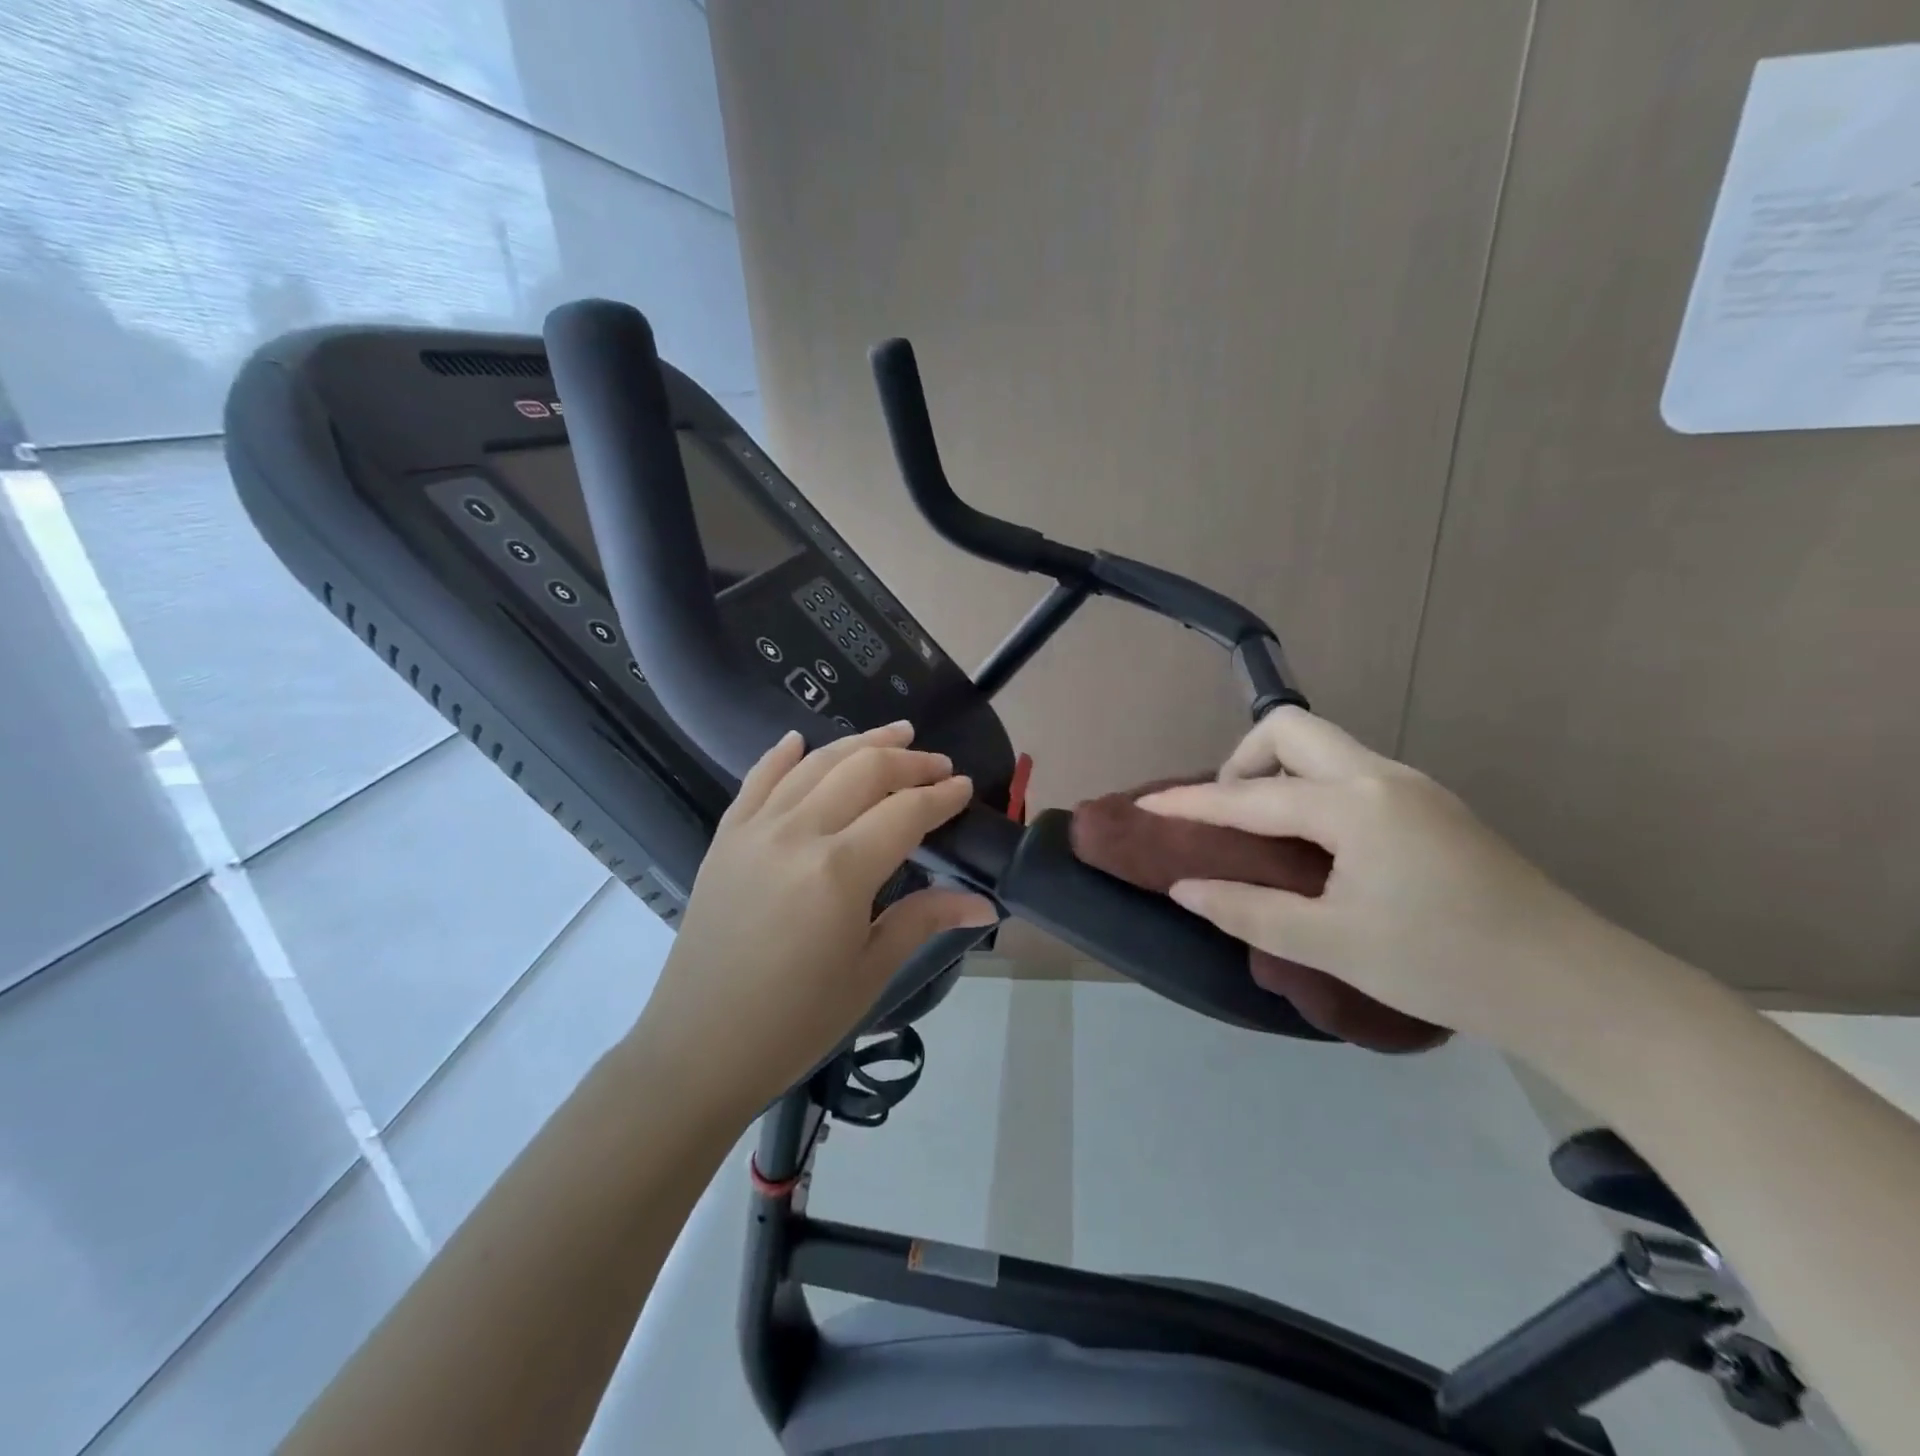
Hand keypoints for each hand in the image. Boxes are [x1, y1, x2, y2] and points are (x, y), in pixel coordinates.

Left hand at [636, 721, 997, 1113]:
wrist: (698, 1048)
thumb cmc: (795, 1022)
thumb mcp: (869, 972)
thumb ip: (924, 920)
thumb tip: (985, 903)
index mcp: (839, 871)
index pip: (905, 812)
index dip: (940, 795)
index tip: (963, 787)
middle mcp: (797, 834)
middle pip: (863, 771)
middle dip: (908, 760)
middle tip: (937, 763)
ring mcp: (755, 830)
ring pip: (815, 764)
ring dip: (859, 743)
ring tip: (894, 733)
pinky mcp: (725, 839)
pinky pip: (757, 780)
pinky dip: (781, 755)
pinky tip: (799, 739)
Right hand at [1137, 708, 1617, 1047]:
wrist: (1573, 985)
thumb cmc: (1443, 963)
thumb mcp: (1331, 943)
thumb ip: (1247, 909)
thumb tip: (1184, 886)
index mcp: (1352, 805)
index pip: (1250, 796)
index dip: (1191, 803)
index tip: (1146, 805)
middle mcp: (1381, 776)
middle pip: (1291, 730)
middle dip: (1243, 761)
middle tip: (1229, 817)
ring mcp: (1413, 786)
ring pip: (1325, 747)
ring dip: (1279, 772)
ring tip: (1264, 832)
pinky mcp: (1432, 806)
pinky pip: (1350, 772)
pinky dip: (1311, 788)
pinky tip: (1316, 842)